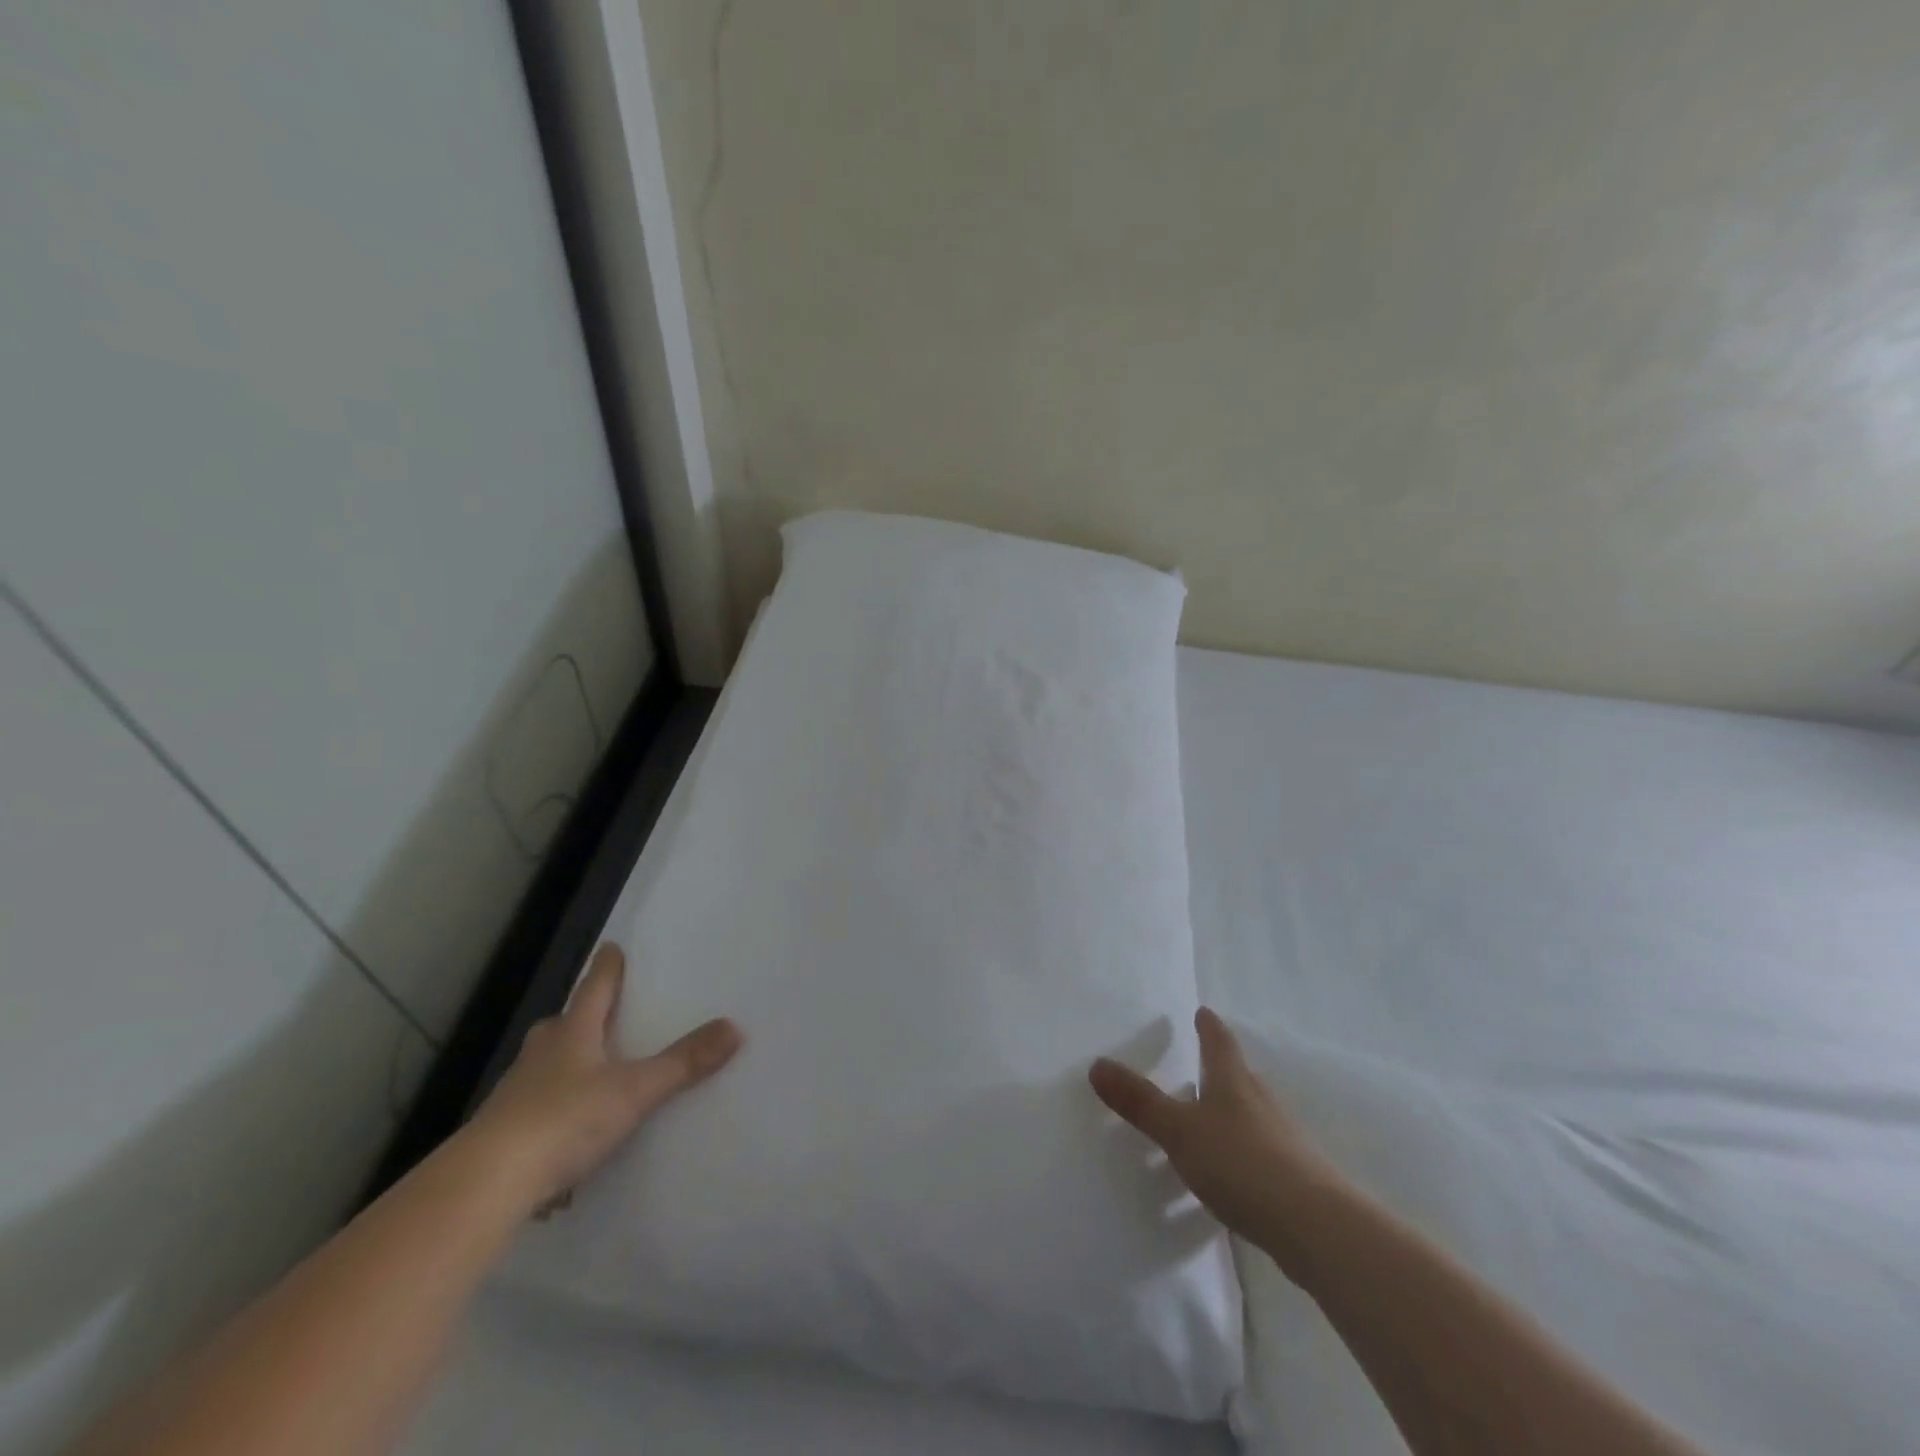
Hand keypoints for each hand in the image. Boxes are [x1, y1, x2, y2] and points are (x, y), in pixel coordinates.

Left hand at [466, 942, 742, 1213]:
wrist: (485, 1185)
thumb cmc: (564, 1120)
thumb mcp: (634, 1091)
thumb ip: (683, 1063)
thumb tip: (735, 1027)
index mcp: (572, 1035)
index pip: (593, 990)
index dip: (606, 969)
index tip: (610, 946)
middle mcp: (540, 1057)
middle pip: (560, 1027)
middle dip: (577, 1019)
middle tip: (598, 1017)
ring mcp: (514, 1096)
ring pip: (541, 1068)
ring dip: (561, 1066)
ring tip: (587, 1076)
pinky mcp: (500, 1136)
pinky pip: (530, 1114)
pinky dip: (548, 1116)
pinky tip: (563, 1140)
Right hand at [1090, 1007, 1338, 1245]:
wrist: (1317, 1227)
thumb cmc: (1241, 1162)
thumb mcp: (1179, 1130)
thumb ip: (1140, 1102)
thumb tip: (1097, 1064)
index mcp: (1233, 1081)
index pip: (1220, 1041)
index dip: (1209, 1026)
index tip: (1202, 1012)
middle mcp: (1261, 1102)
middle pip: (1239, 1076)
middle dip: (1219, 1070)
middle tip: (1196, 1067)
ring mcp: (1283, 1140)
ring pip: (1250, 1116)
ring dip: (1229, 1115)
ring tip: (1204, 1124)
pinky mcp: (1294, 1179)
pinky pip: (1259, 1154)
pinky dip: (1239, 1155)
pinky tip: (1227, 1176)